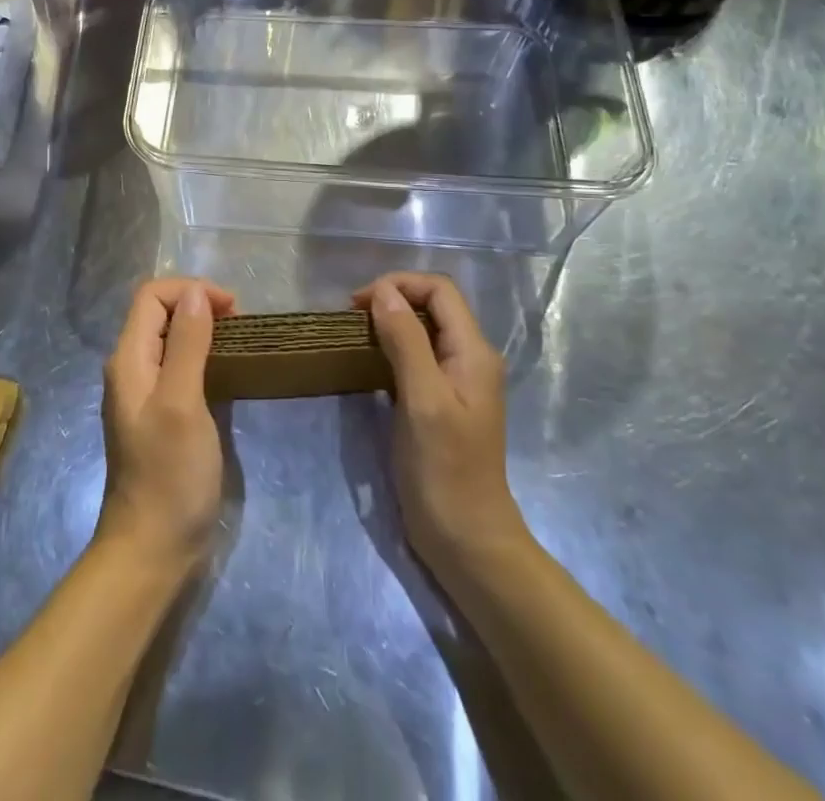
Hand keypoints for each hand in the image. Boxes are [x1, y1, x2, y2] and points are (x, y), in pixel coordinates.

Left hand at [97, 276, 234, 573]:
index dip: (191, 291)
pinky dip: (201, 356)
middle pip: (159, 313)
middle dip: (198, 305)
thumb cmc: (169, 474)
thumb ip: (187, 344)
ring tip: (238, 342)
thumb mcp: (182, 403)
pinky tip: (225, 372)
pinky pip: (177, 366)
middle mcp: (131, 368)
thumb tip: (196, 294)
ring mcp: (143, 393)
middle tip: (240, 324)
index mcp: (129, 359)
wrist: (152, 549)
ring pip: (169, 339)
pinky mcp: (159, 414)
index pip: (152, 295)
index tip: (232, 309)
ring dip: (202, 329)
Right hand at [356, 272, 526, 572]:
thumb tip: (383, 292)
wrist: (466, 539)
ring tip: (354, 336)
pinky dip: (391, 349)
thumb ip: (405, 341)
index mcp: (474, 351)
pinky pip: (417, 357)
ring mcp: (456, 381)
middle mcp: (469, 358)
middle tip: (351, 318)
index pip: (439, 290)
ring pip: (423, 330)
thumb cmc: (445, 468)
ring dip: (389, 323)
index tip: (358, 304)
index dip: (399, 285)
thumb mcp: (423, 399)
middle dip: (392, 300)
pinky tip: (368, 363)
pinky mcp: (440, 401)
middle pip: (432, 306)